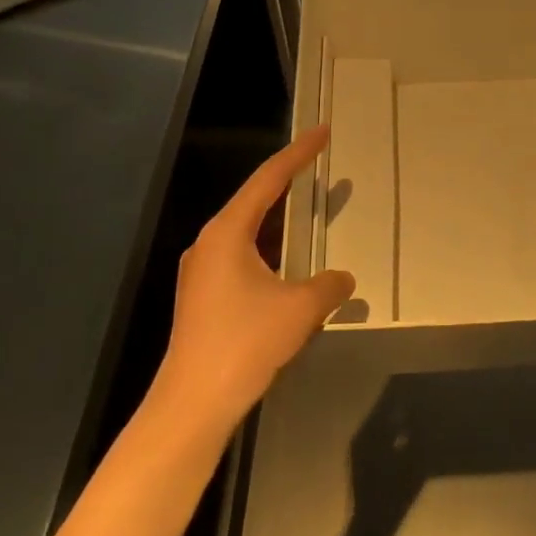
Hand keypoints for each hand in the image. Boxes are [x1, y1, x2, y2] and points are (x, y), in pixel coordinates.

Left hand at [155, 127, 355, 431]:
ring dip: (278, 219)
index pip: (268, 179)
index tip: (322, 132)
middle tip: (319, 165)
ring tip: (307, 209)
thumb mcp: (300, 309)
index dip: (299, 154)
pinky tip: (288, 262)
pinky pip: (242, 256)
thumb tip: (343, 278)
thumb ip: (329, 286)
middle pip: (255, 200)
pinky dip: (269, 248)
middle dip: (288, 182)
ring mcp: (202, 271)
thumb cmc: (245, 343)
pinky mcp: (203, 297)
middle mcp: (209, 243)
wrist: (192, 404)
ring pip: (248, 230)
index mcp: (228, 233)